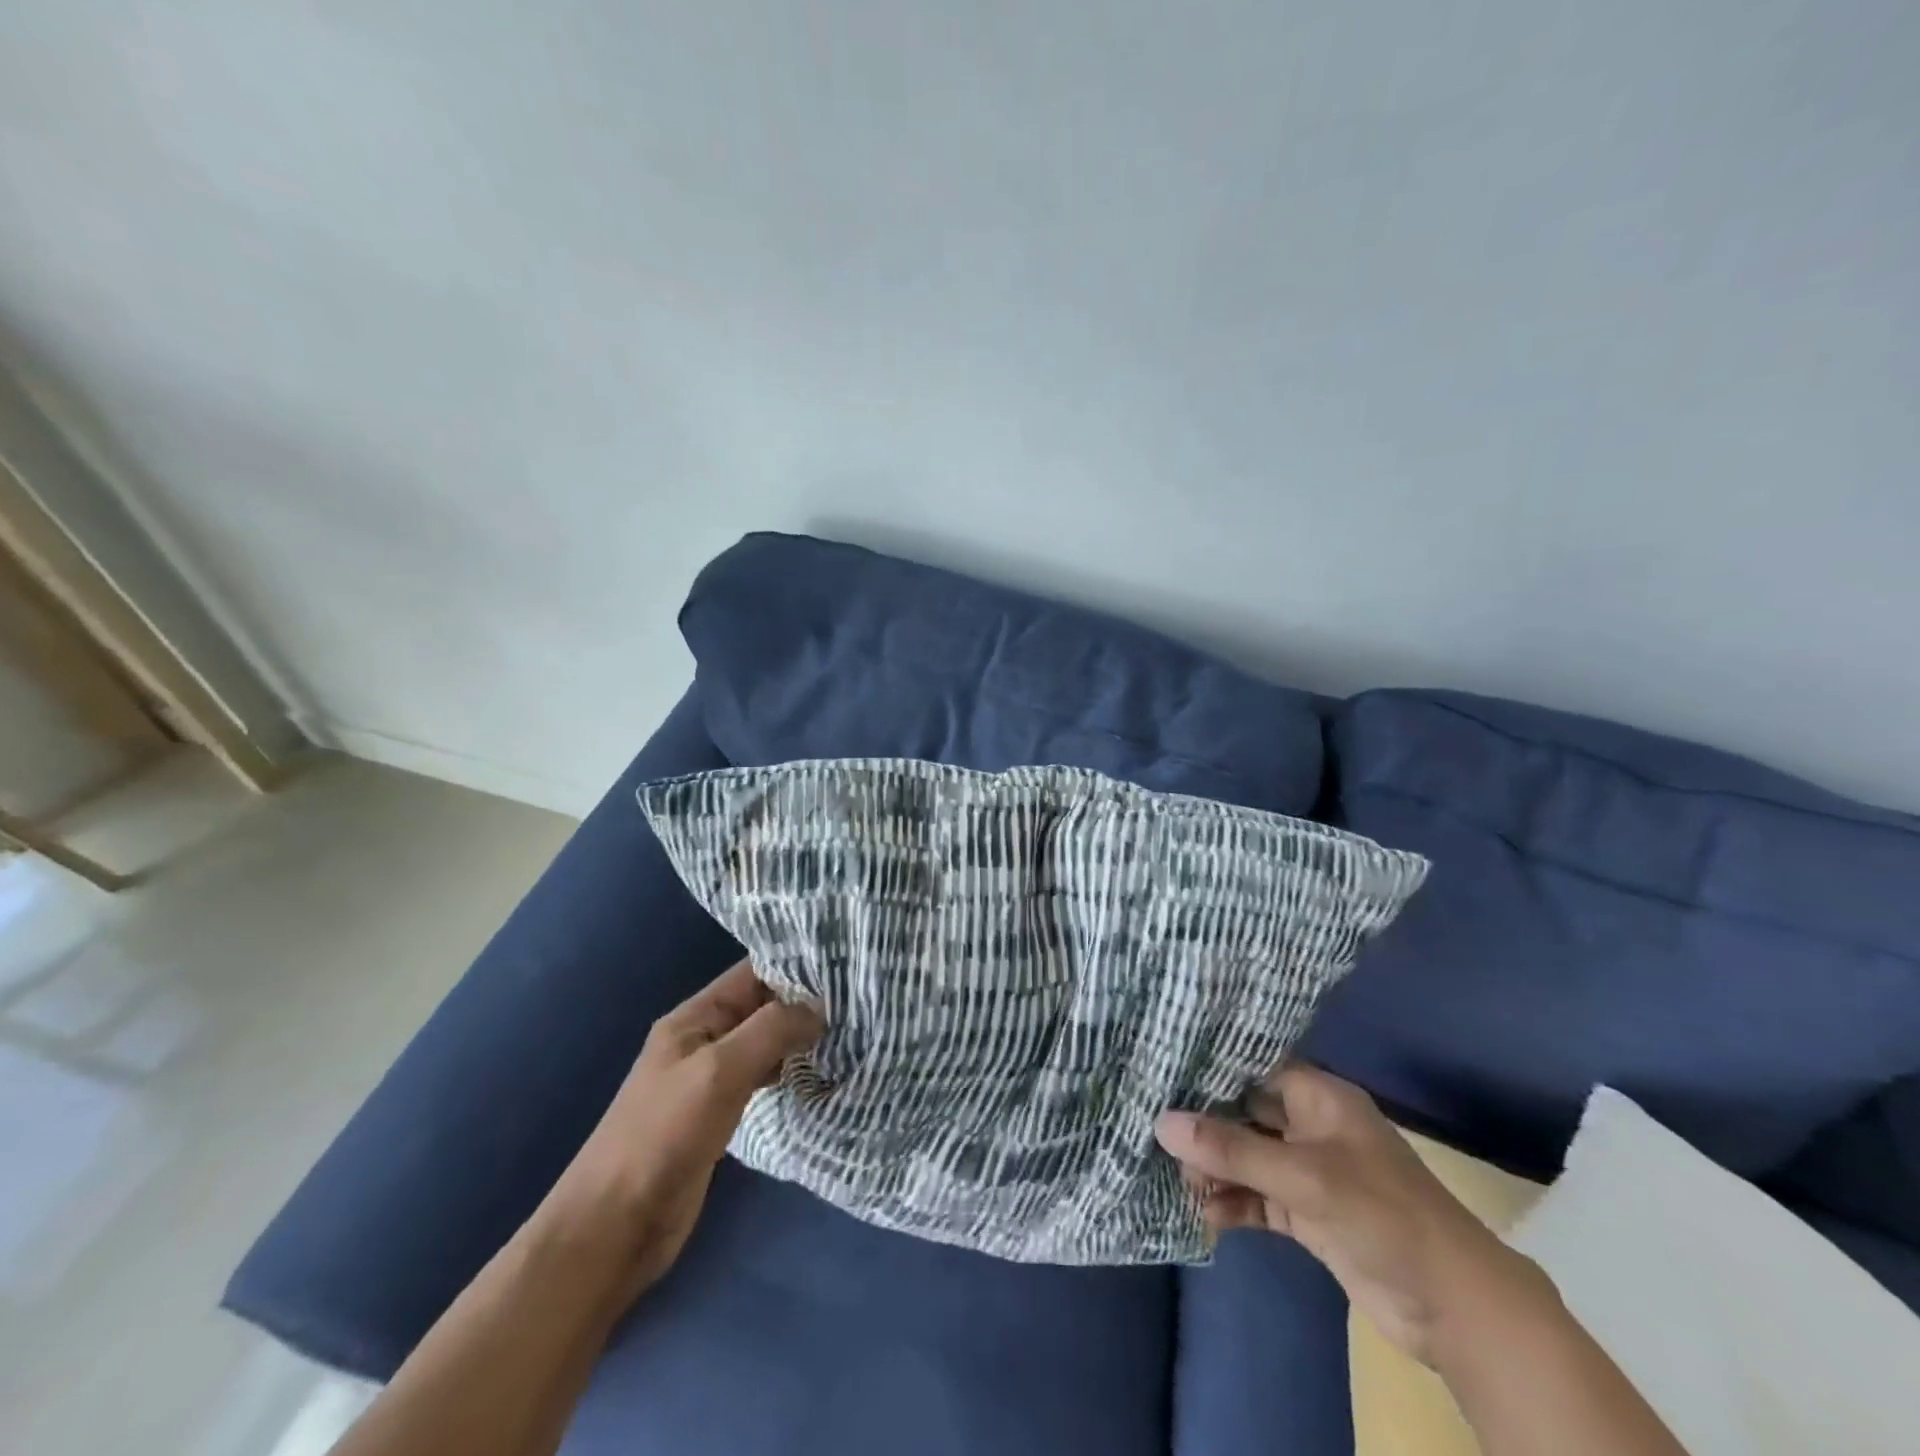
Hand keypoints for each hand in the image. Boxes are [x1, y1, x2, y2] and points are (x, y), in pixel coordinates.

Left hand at [541, 960, 822, 1294]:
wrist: (615, 1227)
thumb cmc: (663, 1135)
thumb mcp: (719, 1070)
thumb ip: (771, 1030)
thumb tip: (820, 1008)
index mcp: (694, 1017)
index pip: (752, 973)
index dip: (795, 966)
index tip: (844, 967)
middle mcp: (703, 1039)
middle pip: (761, 1007)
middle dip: (805, 1002)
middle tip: (858, 1001)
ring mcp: (710, 1079)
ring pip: (764, 1043)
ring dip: (800, 1038)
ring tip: (849, 1032)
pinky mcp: (719, 1114)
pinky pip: (761, 1079)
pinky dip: (789, 1072)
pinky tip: (818, 1074)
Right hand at [1156, 1064, 1540, 1366]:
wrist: (1456, 1307)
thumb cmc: (1384, 1215)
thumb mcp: (1303, 1177)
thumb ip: (1231, 1151)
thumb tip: (1161, 1123)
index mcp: (1318, 1096)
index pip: (1253, 1065)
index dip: (1209, 1065)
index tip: (1160, 1065)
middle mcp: (1310, 1125)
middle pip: (1244, 1112)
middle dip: (1203, 1123)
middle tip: (1155, 1129)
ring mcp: (1308, 1171)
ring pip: (1247, 1157)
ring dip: (1214, 1169)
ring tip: (1178, 1181)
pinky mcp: (1308, 1213)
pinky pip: (1257, 1197)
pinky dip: (1232, 1203)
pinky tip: (1204, 1215)